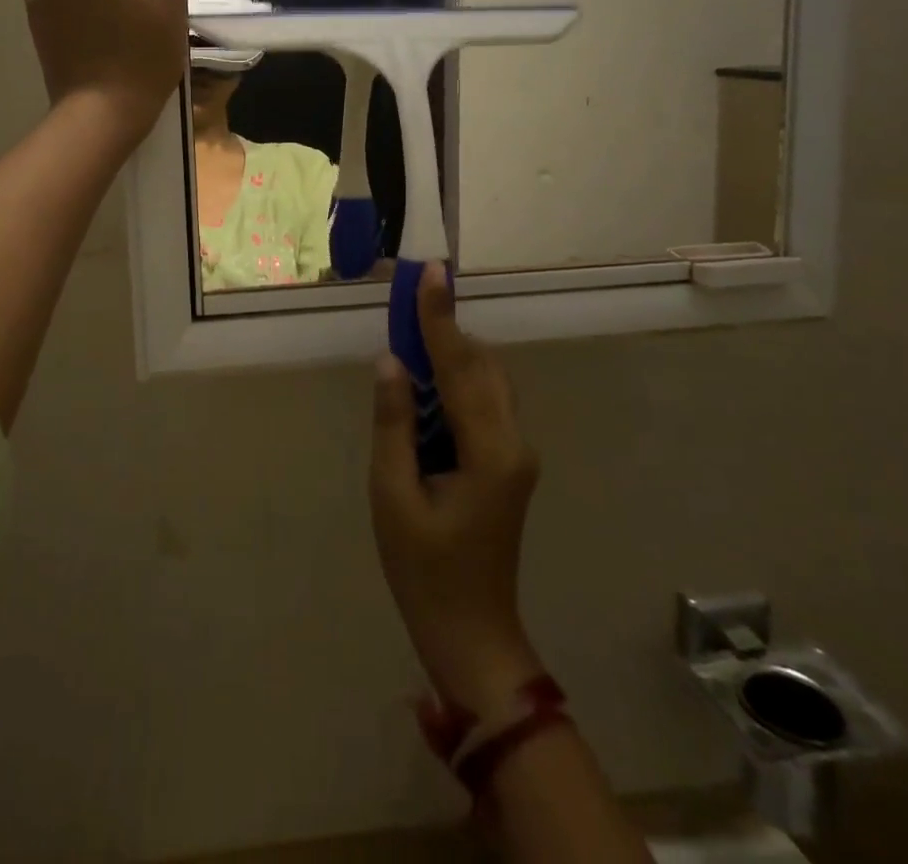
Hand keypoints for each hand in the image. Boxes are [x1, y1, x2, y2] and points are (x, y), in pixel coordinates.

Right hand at [370, 263, 543, 716]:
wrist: (471, 634)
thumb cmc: (423, 570)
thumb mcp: (393, 495)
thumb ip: (394, 423)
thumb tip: (391, 361)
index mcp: (490, 450)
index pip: (461, 366)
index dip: (440, 316)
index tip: (430, 272)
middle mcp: (514, 442)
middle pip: (482, 365)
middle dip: (445, 327)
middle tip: (408, 295)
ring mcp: (516, 453)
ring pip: (486, 380)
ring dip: (450, 352)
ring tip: (410, 331)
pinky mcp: (508, 462)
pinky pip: (483, 403)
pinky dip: (455, 379)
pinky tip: (425, 380)